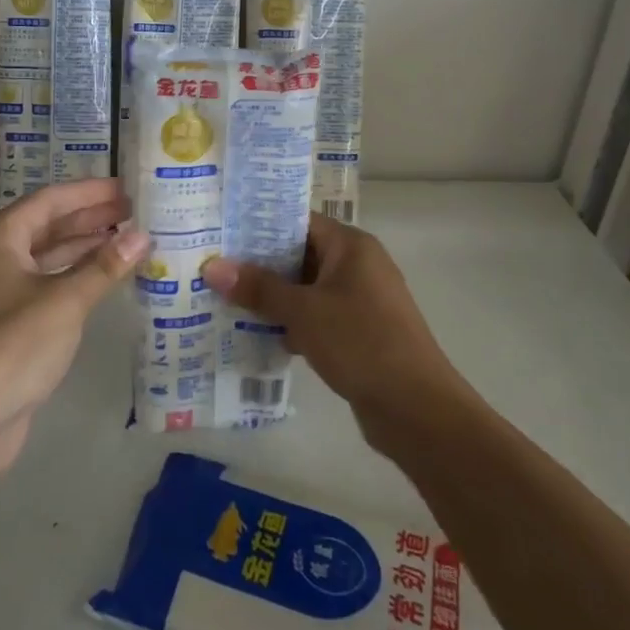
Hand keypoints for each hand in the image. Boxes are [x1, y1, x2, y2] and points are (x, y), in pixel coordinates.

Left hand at [0, 179, 148, 466]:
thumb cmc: (13, 345)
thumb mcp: (65, 301)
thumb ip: (104, 265)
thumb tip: (142, 235)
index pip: (50, 199)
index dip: (90, 191)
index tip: (127, 187)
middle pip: (47, 225)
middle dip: (90, 217)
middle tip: (135, 211)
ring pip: (47, 256)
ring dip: (84, 247)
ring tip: (128, 239)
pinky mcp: (5, 322)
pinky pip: (45, 284)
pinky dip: (74, 277)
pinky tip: (104, 279)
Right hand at [201, 215, 460, 428]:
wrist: (416, 407)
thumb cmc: (360, 342)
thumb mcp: (302, 312)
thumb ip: (258, 288)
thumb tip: (213, 266)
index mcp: (351, 246)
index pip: (299, 221)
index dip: (261, 225)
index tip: (223, 233)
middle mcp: (360, 265)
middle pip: (302, 254)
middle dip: (261, 265)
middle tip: (217, 268)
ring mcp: (363, 300)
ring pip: (309, 288)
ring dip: (275, 297)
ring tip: (228, 301)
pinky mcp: (362, 332)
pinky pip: (319, 316)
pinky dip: (294, 322)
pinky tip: (260, 336)